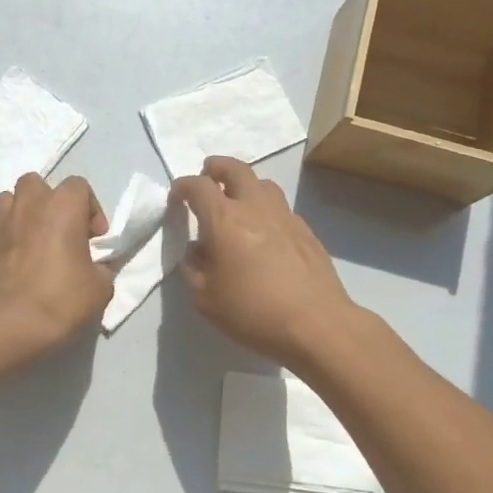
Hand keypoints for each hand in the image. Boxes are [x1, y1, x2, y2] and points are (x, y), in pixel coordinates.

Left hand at [0, 173, 113, 367]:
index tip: (93, 239)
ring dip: (21, 215)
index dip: (90, 210)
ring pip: (7, 202)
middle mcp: (27, 206)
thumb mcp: (101, 288)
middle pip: (36, 184)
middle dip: (48, 202)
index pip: (79, 186)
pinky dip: (3, 242)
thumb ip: (101, 267)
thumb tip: (94, 266)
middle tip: (58, 232)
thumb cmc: (61, 302)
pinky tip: (10, 266)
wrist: (9, 328)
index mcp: (61, 207)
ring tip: (30, 242)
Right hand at [172, 157, 360, 369]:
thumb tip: (197, 251)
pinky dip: (265, 209)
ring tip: (237, 201)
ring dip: (245, 185)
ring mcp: (285, 217)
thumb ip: (194, 268)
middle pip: (236, 169)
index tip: (176, 197)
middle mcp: (255, 208)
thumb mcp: (205, 299)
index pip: (198, 187)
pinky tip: (264, 232)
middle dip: (217, 168)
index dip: (183, 187)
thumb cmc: (252, 312)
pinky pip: (280, 208)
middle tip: (208, 174)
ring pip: (263, 184)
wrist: (315, 324)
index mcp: (224, 220)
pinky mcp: (306, 232)